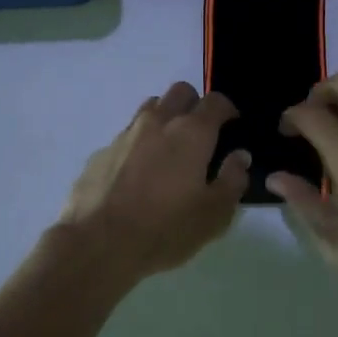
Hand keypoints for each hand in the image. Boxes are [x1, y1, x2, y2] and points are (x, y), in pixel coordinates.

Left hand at [57, 83, 249, 283]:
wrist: (97, 244)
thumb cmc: (165, 229)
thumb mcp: (214, 215)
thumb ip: (232, 180)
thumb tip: (240, 156)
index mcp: (191, 133)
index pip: (216, 101)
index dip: (228, 110)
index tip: (232, 127)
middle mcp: (158, 122)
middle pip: (180, 92)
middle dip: (195, 105)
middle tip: (201, 135)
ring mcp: (125, 134)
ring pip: (150, 108)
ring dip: (165, 118)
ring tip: (169, 151)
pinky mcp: (101, 151)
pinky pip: (127, 136)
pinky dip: (139, 144)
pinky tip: (137, 175)